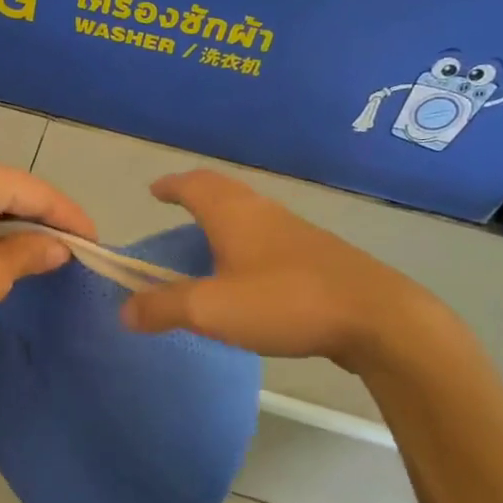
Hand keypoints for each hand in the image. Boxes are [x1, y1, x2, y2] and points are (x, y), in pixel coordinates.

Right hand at [119, 170, 444, 368]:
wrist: (378, 318)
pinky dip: (247, 239)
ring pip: (250, 211)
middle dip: (195, 194)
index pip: (193, 184)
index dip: (170, 185)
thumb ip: (163, 308)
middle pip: (223, 190)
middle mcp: (263, 213)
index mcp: (233, 214)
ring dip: (224, 216)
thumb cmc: (285, 302)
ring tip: (207, 240)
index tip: (154, 190)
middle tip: (176, 207)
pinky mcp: (320, 255)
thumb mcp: (212, 309)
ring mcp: (296, 232)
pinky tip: (250, 271)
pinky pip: (269, 235)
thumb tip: (124, 310)